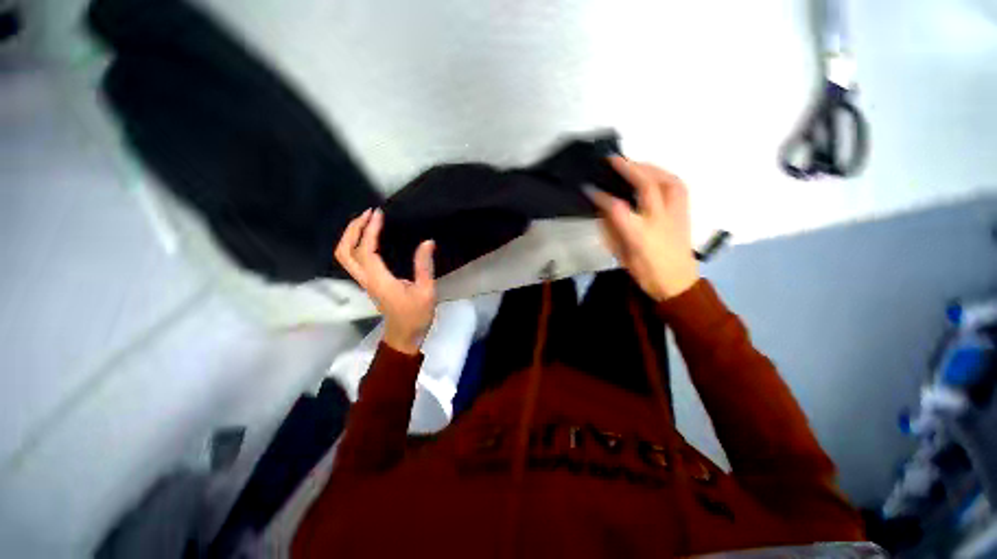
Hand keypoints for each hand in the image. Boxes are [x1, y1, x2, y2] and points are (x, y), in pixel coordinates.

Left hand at [335, 209, 435, 353]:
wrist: (405, 336)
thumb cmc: (416, 316)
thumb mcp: (426, 291)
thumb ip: (424, 266)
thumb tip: (427, 241)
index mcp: (379, 281)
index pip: (366, 251)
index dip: (369, 231)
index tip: (379, 214)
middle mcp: (366, 279)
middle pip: (344, 252)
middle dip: (353, 229)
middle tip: (368, 214)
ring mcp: (365, 282)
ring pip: (345, 256)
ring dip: (351, 236)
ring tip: (367, 221)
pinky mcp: (369, 283)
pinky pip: (354, 260)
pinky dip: (356, 244)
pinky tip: (370, 237)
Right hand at [589, 157, 698, 301]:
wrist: (678, 282)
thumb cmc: (645, 272)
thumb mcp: (621, 254)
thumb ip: (611, 229)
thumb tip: (603, 208)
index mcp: (639, 235)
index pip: (617, 208)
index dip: (601, 196)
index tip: (589, 188)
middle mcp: (660, 220)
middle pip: (647, 186)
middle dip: (628, 169)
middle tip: (612, 160)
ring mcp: (676, 214)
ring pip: (667, 181)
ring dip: (649, 167)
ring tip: (633, 163)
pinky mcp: (685, 213)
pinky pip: (678, 186)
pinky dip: (665, 175)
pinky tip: (654, 173)